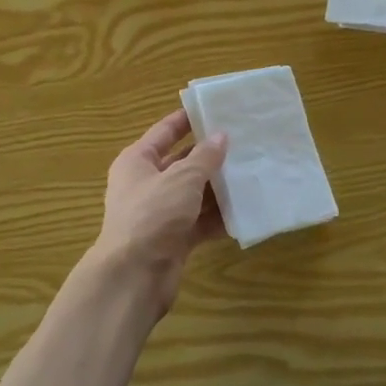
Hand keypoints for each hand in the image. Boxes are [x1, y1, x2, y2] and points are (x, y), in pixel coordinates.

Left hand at [90, 108, 228, 315]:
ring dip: (218, 188)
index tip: (215, 110)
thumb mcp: (182, 179)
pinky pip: (199, 222)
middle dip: (210, 156)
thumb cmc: (153, 215)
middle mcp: (146, 184)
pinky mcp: (173, 239)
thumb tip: (220, 136)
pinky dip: (218, 218)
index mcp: (137, 161)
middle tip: (244, 144)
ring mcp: (160, 213)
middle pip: (182, 163)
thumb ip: (204, 157)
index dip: (187, 120)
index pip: (164, 132)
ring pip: (194, 194)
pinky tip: (245, 211)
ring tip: (251, 174)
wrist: (134, 275)